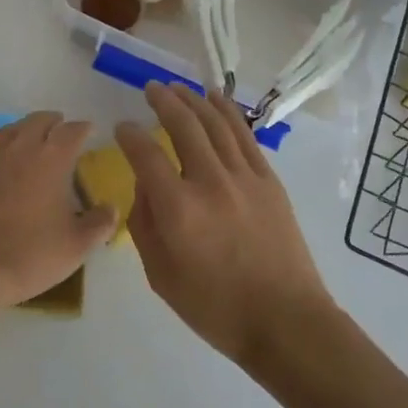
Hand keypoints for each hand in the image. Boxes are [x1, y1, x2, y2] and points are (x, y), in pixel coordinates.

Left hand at [0, 111, 115, 314]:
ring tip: (31, 141)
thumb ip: (100, 223)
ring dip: (24, 130)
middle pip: (39, 120)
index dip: (83, 128)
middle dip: (54, 122)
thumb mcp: (78, 245)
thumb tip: (111, 208)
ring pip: (10, 129)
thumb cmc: (32, 254)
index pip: (72, 130)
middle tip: (61, 132)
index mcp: (53, 158)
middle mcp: (22, 147)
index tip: (90, 131)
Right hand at [117, 84, 334, 367]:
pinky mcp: (268, 180)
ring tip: (178, 86)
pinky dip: (228, 112)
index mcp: (178, 209)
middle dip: (163, 101)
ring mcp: (244, 177)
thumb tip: (145, 184)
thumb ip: (144, 223)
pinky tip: (217, 99)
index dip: (129, 135)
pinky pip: (244, 135)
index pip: (145, 155)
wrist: (285, 321)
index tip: (122, 128)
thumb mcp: (160, 275)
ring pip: (215, 123)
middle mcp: (210, 182)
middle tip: (151, 88)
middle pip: (183, 125)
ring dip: (194, 99)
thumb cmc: (215, 307)